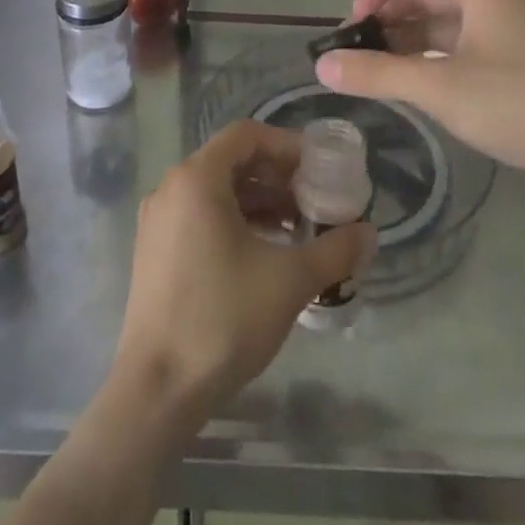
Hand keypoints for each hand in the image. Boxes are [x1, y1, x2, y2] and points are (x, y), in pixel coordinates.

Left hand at [114, 120, 374, 419]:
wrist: (158, 389)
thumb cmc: (223, 318)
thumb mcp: (289, 280)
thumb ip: (334, 250)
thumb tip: (369, 233)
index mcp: (197, 179)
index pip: (246, 135)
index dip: (286, 145)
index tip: (318, 169)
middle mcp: (171, 188)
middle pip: (231, 161)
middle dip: (276, 176)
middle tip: (314, 200)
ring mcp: (158, 220)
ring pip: (216, 191)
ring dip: (258, 201)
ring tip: (297, 229)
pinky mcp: (155, 250)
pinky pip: (200, 215)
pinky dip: (234, 221)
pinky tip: (263, 252)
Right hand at [315, 0, 524, 207]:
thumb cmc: (517, 104)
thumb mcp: (439, 88)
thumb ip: (378, 74)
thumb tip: (321, 67)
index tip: (359, 19)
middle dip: (388, 10)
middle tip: (357, 46)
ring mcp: (502, 31)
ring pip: (441, 18)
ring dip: (405, 35)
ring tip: (372, 66)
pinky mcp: (509, 63)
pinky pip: (457, 45)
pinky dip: (427, 56)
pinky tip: (406, 81)